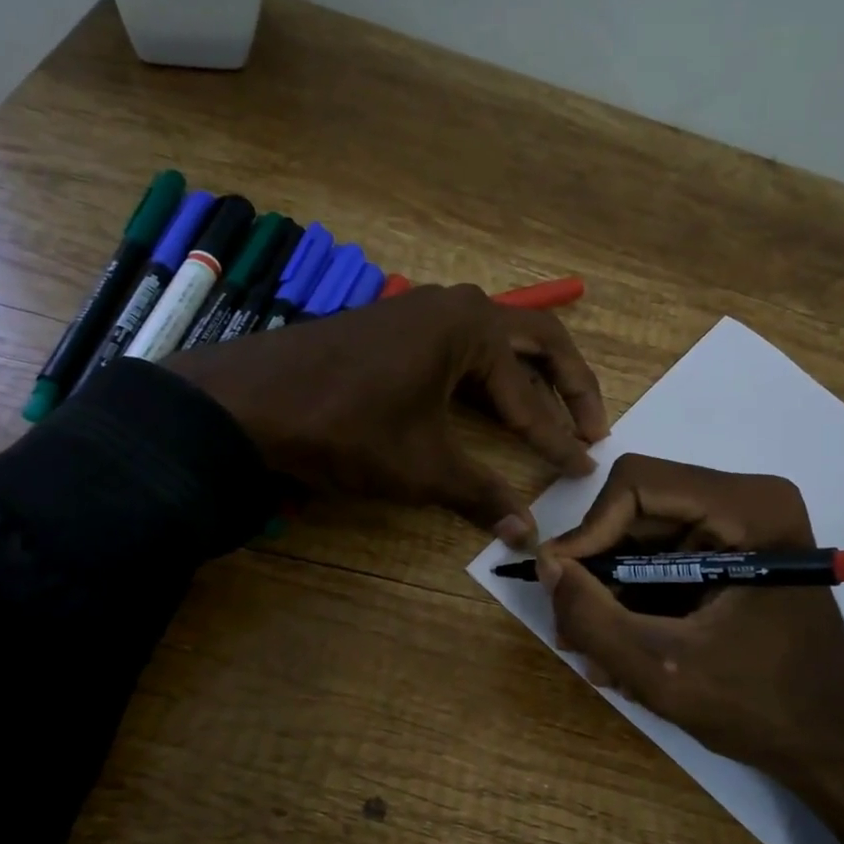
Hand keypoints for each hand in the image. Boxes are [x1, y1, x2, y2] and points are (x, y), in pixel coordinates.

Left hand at [164, 284, 608, 543]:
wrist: (249, 403)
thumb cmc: (346, 428)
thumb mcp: (420, 467)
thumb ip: (480, 495)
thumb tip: (526, 536)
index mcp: (472, 329)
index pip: (530, 394)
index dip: (559, 437)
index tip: (584, 467)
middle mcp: (455, 307)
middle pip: (535, 342)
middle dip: (568, 385)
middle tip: (594, 425)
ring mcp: (421, 312)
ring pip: (496, 344)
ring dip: (527, 379)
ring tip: (550, 417)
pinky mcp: (395, 328)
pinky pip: (459, 350)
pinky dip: (486, 378)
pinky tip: (490, 404)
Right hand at [538, 454, 843, 843]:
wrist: (835, 750)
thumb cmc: (762, 709)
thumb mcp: (663, 670)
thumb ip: (592, 617)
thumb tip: (545, 564)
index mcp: (749, 508)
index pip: (637, 484)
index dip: (589, 530)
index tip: (562, 586)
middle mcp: (748, 501)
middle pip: (637, 511)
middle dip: (598, 571)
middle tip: (573, 630)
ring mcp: (743, 527)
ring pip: (643, 538)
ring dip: (613, 594)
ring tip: (600, 655)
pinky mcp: (735, 554)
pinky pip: (663, 560)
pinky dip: (637, 601)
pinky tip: (628, 652)